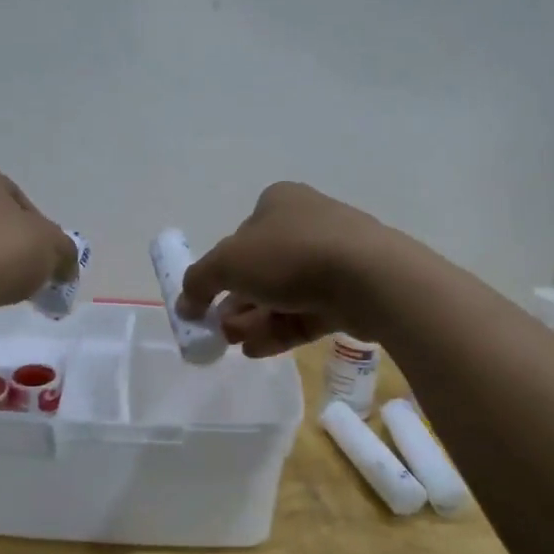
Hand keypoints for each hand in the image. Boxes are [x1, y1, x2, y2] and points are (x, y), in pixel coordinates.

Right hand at [175, 182, 392, 356]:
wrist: (369, 278)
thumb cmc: (291, 255)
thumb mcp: (228, 263)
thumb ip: (199, 282)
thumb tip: (184, 303)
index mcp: (278, 203)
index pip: (240, 237)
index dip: (220, 271)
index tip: (206, 303)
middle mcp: (306, 224)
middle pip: (260, 269)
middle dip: (235, 303)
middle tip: (219, 331)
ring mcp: (332, 258)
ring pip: (282, 294)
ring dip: (253, 320)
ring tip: (237, 345)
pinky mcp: (350, 292)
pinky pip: (306, 313)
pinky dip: (279, 330)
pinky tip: (257, 351)